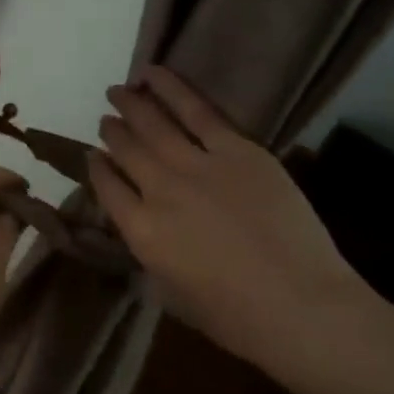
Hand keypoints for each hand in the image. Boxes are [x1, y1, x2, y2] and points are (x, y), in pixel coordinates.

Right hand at [89, 68, 371, 366]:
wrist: (300, 306)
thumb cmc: (235, 317)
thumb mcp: (172, 293)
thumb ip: (152, 253)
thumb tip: (147, 228)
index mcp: (141, 232)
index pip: (107, 188)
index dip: (97, 168)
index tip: (94, 156)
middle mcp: (159, 191)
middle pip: (125, 150)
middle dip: (112, 131)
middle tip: (106, 117)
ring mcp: (197, 166)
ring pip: (154, 124)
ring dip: (132, 104)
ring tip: (119, 89)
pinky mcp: (237, 150)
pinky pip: (198, 111)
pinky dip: (172, 89)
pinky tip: (153, 75)